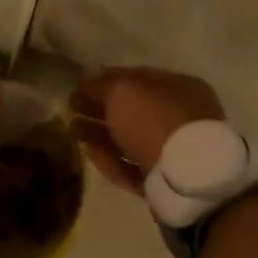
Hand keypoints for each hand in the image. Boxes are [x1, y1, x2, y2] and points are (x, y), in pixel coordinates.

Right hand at [70, 65, 224, 190]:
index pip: (137, 76)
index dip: (104, 79)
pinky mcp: (166, 180)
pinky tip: (91, 155)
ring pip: (131, 139)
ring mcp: (176, 150)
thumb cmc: (154, 120)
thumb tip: (85, 84)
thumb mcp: (121, 92)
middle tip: (71, 111)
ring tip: (74, 133)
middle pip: (133, 110)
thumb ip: (100, 86)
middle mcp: (182, 116)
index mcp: (179, 87)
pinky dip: (111, 160)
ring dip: (101, 135)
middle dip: (100, 110)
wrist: (185, 178)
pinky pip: (133, 166)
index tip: (78, 87)